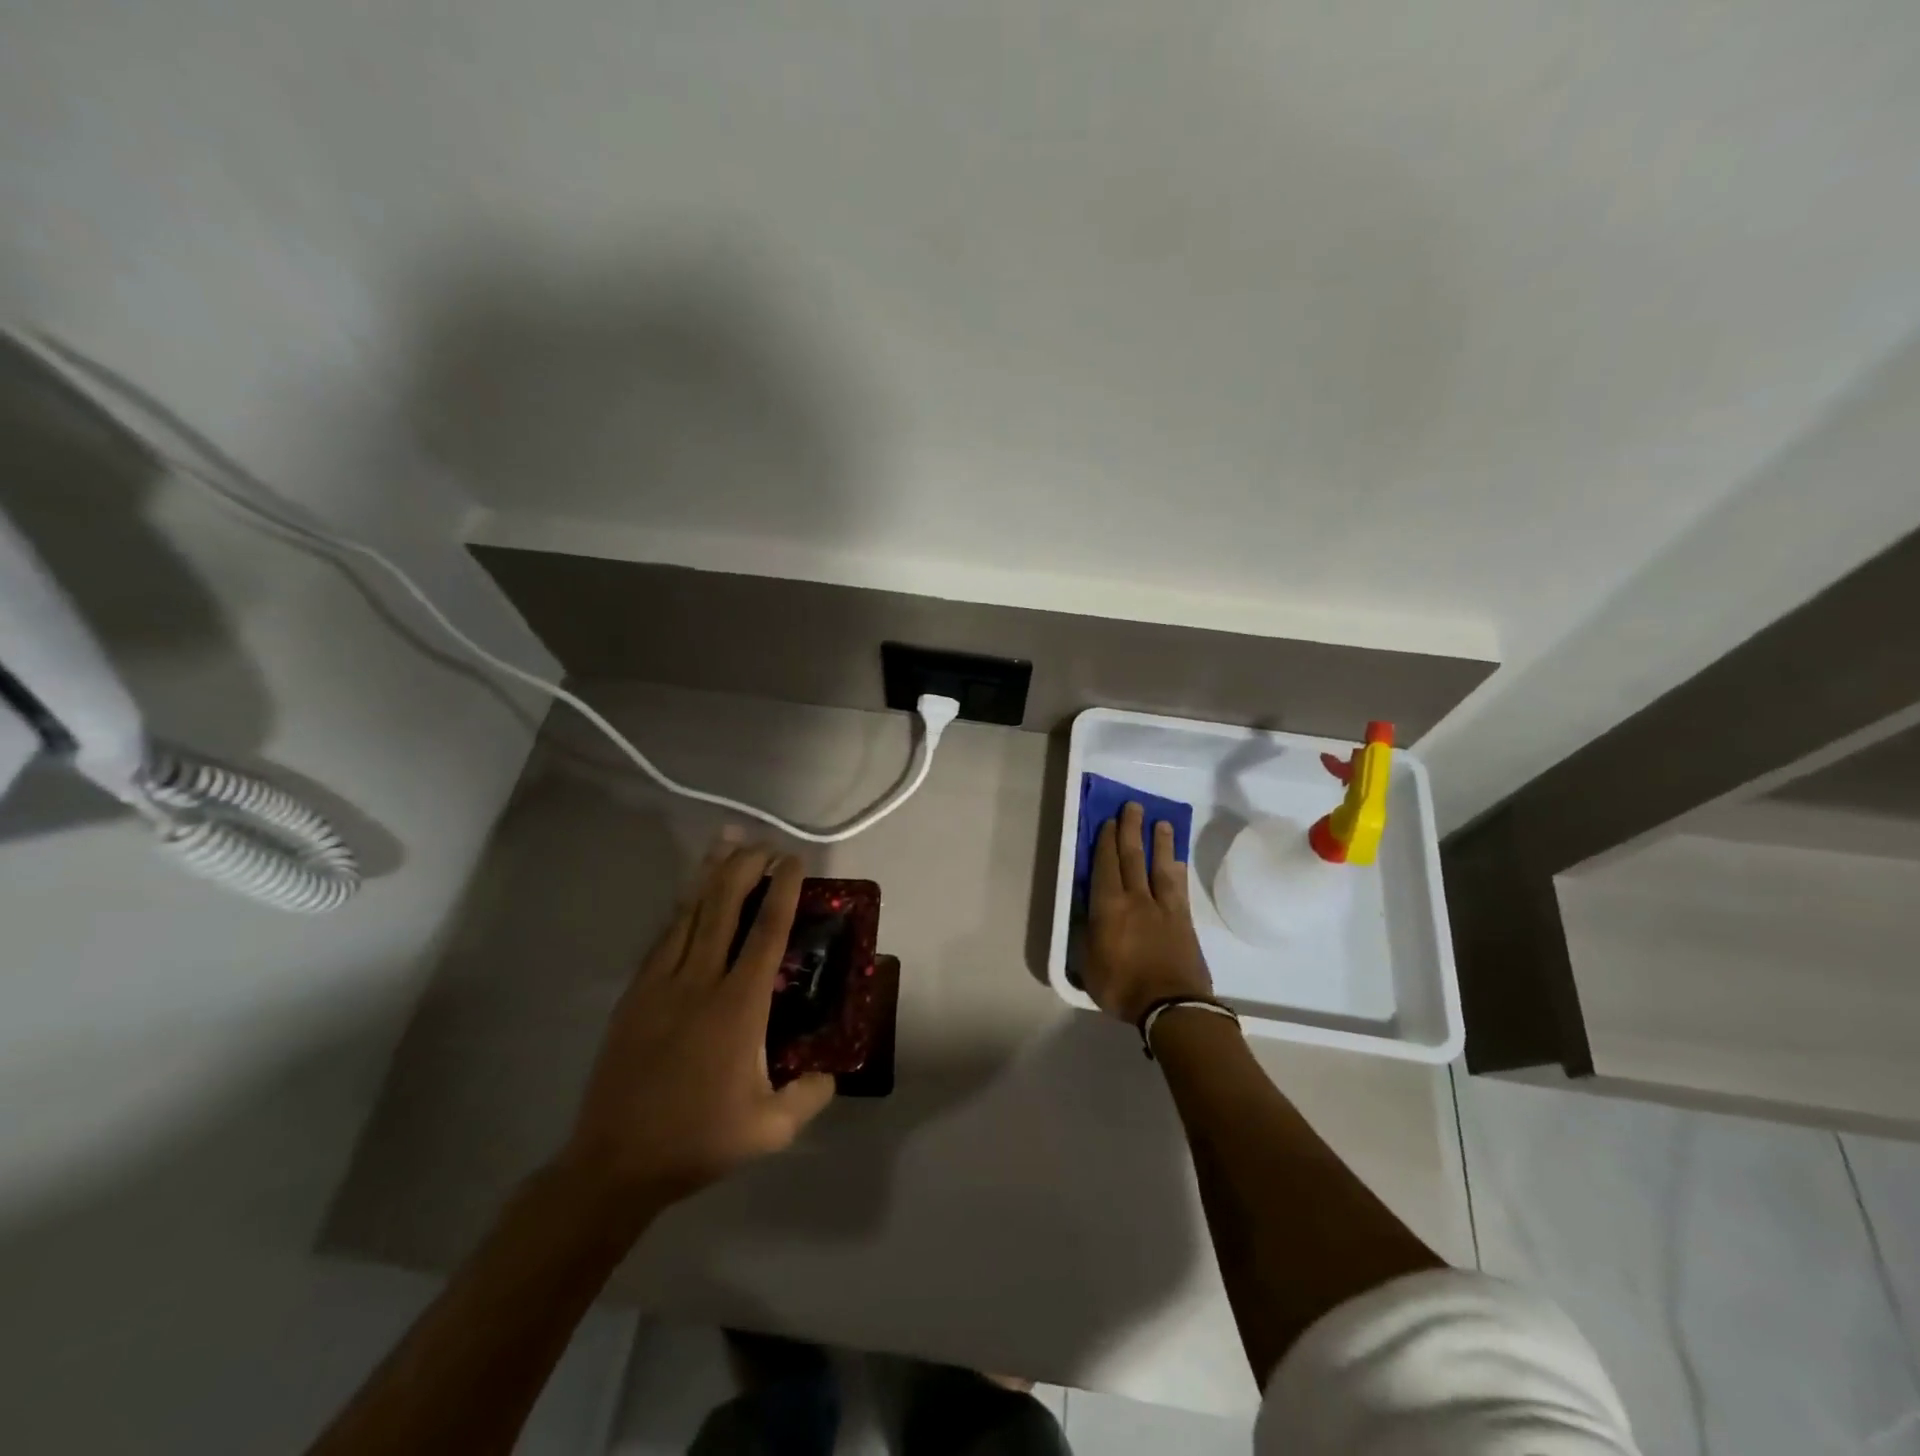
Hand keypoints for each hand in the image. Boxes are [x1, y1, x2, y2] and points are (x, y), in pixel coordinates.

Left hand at [556, 839, 835, 1212]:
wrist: (615, 1163)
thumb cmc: (698, 1140)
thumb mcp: (771, 1130)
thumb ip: (811, 1095)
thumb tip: (832, 1071)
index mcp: (738, 1007)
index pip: (766, 933)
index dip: (782, 891)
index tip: (793, 861)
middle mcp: (699, 983)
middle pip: (723, 908)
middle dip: (745, 867)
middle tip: (764, 844)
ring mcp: (660, 985)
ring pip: (689, 914)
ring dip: (710, 877)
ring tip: (727, 847)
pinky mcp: (634, 996)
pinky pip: (663, 939)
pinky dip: (682, 910)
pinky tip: (690, 898)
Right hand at [1083, 802, 1212, 1024]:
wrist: (1172, 1006)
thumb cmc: (1123, 988)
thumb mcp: (1089, 966)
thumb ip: (1087, 936)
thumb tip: (1086, 914)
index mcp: (1109, 908)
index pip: (1106, 866)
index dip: (1106, 842)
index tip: (1109, 821)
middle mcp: (1136, 899)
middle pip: (1133, 857)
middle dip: (1131, 829)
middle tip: (1133, 806)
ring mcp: (1163, 908)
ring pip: (1160, 866)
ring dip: (1159, 842)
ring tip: (1160, 822)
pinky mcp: (1184, 920)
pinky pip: (1178, 887)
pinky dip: (1176, 870)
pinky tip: (1177, 860)